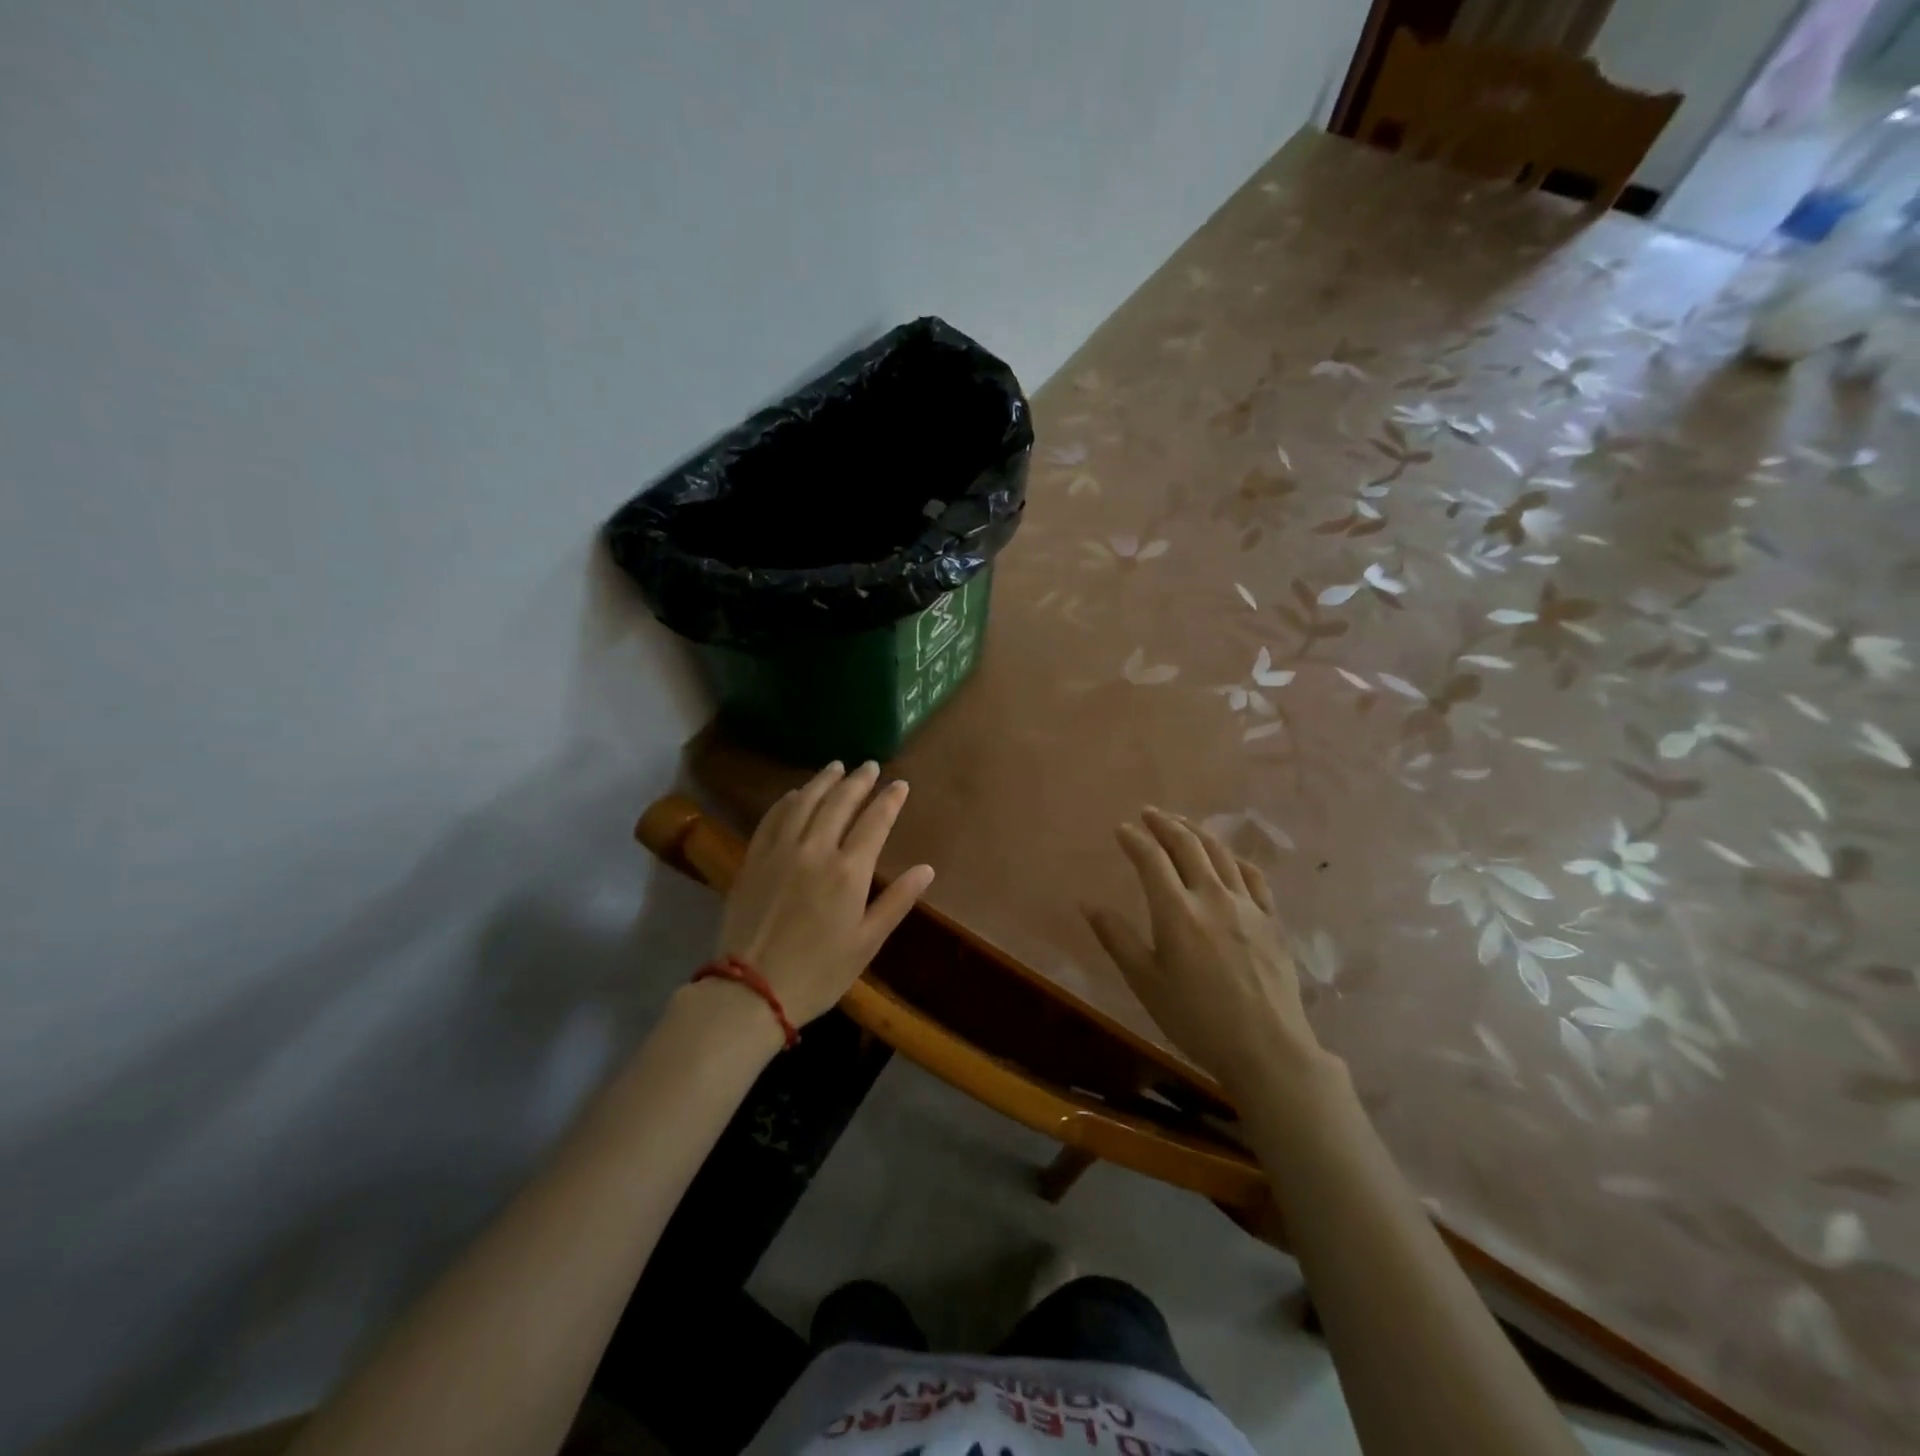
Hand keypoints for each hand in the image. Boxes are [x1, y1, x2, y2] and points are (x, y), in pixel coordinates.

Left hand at [717, 761, 934, 1026]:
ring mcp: (780, 851)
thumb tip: (927, 869)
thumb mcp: (867, 943)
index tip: (900, 784)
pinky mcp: (754, 860)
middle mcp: (815, 850)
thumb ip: (897, 901)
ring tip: (836, 767)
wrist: (751, 991)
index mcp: (848, 872)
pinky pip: (772, 818)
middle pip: (839, 803)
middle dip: (858, 781)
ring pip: (804, 802)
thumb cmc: (819, 972)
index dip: (889, 800)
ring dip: (823, 781)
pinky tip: (795, 794)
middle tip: (869, 766)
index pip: (875, 821)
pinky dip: (787, 801)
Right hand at [1085, 807, 1329, 1098]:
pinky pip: (1253, 875)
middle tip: (1149, 812)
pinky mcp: (1272, 919)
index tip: (1121, 829)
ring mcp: (1247, 905)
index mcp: (1176, 911)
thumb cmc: (1196, 1019)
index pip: (1152, 859)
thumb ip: (1117, 939)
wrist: (1268, 1049)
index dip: (1135, 839)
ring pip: (1221, 853)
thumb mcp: (1145, 983)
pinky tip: (1227, 857)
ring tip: (1182, 824)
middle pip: (1188, 845)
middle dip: (1165, 824)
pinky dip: (1234, 857)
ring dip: (1197, 832)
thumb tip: (1087, 904)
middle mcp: (1212, 896)